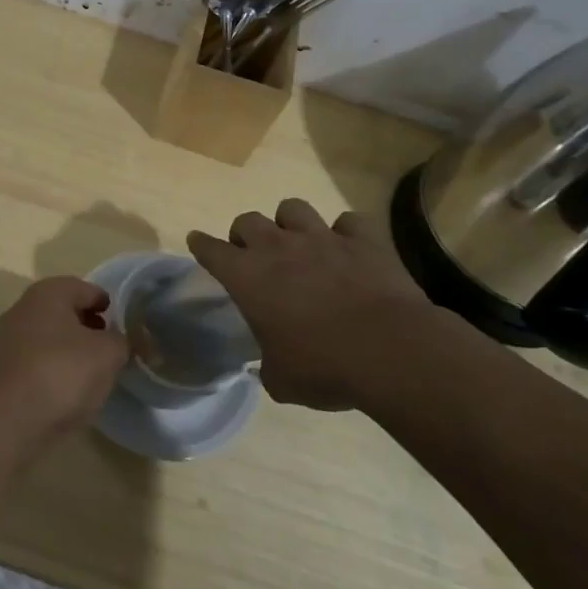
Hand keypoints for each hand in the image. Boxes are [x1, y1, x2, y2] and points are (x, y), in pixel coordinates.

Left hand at [0, 276, 126, 458]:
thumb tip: (118, 341)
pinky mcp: (1, 370)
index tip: (122, 323)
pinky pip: (35, 361)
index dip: (106, 303)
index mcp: (48, 293)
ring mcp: (7, 340)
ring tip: (92, 373)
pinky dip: (52, 369)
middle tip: (109, 347)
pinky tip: (66, 391)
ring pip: (48, 337)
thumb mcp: (106, 354)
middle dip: (87, 325)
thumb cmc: (61, 373)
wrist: (6, 421)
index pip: (84, 288)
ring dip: (70, 349)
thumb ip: (120, 341)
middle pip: (63, 310)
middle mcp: (23, 308)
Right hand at [187, 199, 442, 410]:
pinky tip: (349, 248)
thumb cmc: (324, 367)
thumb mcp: (282, 380)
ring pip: (292, 208)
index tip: (197, 241)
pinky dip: (346, 233)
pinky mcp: (362, 240)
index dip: (201, 245)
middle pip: (247, 220)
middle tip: (254, 255)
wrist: (390, 351)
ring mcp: (321, 238)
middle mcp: (278, 248)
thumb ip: (268, 367)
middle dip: (245, 234)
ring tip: (298, 243)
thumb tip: (270, 366)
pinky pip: (349, 222)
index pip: (211, 250)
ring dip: (290, 223)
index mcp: (247, 277)